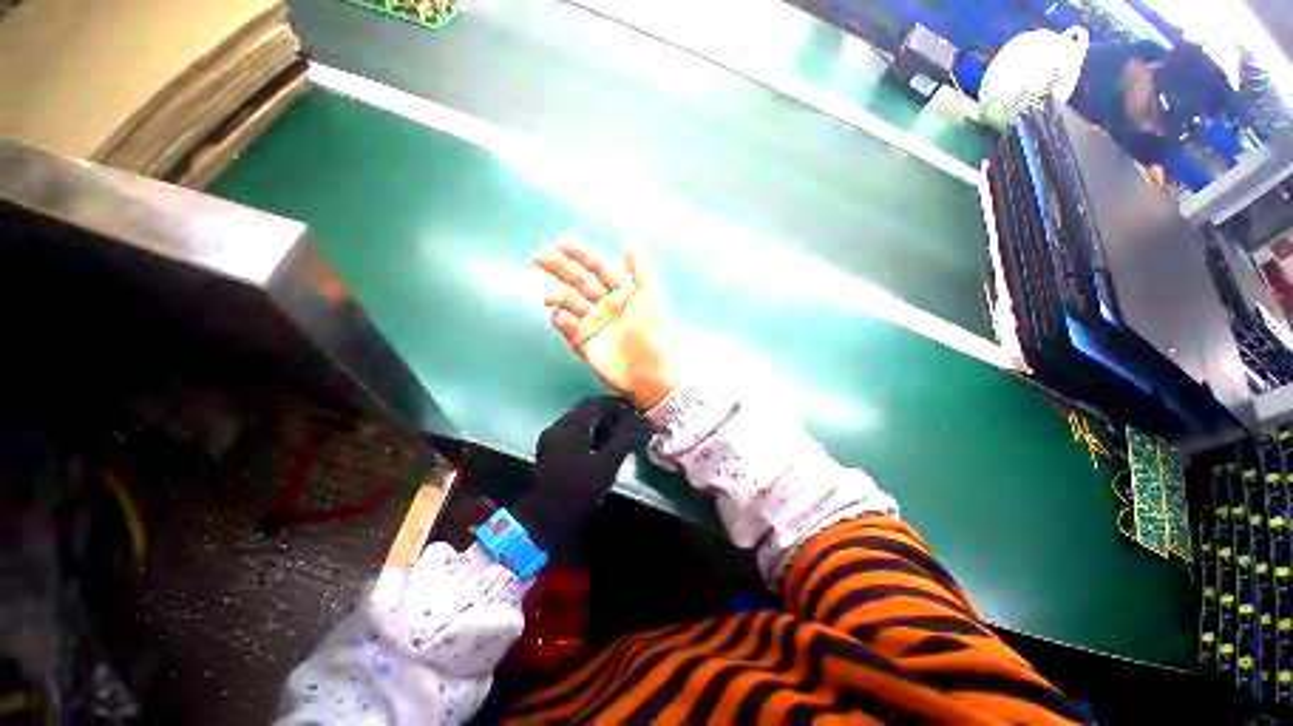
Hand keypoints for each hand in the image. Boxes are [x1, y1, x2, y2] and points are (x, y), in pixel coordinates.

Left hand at [515, 396, 648, 550]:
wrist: (547, 523)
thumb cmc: (579, 492)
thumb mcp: (607, 465)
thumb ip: (625, 439)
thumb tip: (645, 421)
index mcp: (567, 428)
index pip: (594, 404)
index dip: (616, 403)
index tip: (634, 407)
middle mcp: (557, 429)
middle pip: (587, 411)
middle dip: (610, 413)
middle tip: (631, 420)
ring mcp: (552, 440)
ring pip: (581, 422)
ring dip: (601, 423)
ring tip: (621, 432)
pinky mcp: (552, 451)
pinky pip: (575, 433)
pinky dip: (592, 434)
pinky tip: (604, 445)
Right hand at [533, 240, 678, 410]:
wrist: (648, 372)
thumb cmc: (652, 332)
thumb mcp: (650, 296)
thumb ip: (640, 269)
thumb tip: (630, 242)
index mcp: (622, 291)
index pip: (598, 267)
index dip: (581, 254)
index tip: (561, 242)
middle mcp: (606, 304)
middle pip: (579, 280)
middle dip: (560, 267)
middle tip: (538, 256)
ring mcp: (594, 322)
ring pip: (570, 302)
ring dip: (558, 296)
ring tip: (550, 297)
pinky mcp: (584, 341)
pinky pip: (567, 325)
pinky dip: (561, 319)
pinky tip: (562, 318)